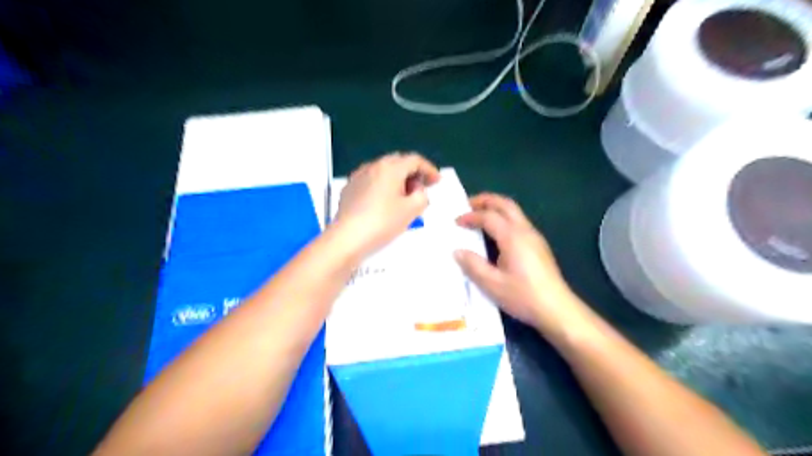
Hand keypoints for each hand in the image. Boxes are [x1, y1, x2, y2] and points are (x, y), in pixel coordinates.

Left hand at [332, 153, 440, 259]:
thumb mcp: (411, 210)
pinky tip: (384, 201)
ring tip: (403, 196)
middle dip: (413, 173)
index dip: (429, 169)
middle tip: (422, 188)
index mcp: (390, 168)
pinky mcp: (349, 188)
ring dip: (397, 179)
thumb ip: (422, 195)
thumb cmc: (383, 222)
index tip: (436, 181)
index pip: (415, 160)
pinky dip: (382, 185)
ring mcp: (358, 176)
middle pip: (398, 162)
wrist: (347, 237)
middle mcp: (373, 166)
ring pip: (383, 170)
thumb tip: (416, 190)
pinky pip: (371, 180)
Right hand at [455, 193, 587, 330]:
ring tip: (479, 216)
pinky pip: (519, 221)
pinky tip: (495, 233)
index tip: (455, 222)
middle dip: (485, 200)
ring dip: (495, 207)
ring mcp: (534, 237)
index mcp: (512, 237)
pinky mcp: (539, 245)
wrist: (557, 309)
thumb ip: (473, 265)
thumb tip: (458, 251)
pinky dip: (503, 218)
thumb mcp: (492, 284)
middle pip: (505, 204)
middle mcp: (525, 231)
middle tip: (467, 204)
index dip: (470, 216)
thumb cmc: (523, 296)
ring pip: (514, 211)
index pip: (488, 216)